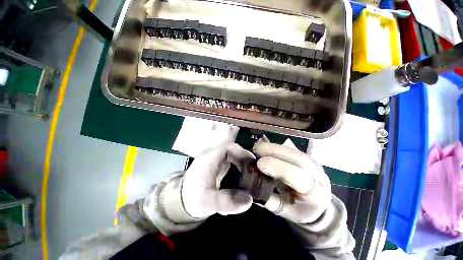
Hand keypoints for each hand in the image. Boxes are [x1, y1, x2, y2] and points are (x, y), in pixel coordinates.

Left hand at [182, 143, 254, 218]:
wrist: (181, 200)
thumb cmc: (192, 199)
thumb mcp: (208, 203)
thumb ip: (226, 201)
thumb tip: (249, 200)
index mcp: (209, 159)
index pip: (227, 147)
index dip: (241, 152)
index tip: (252, 163)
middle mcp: (212, 156)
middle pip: (232, 150)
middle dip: (244, 158)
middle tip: (254, 170)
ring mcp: (214, 160)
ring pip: (231, 155)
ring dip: (241, 163)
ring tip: (250, 175)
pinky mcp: (215, 165)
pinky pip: (229, 161)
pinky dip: (237, 167)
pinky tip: (241, 179)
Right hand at [253, 139, 331, 223]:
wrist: (320, 206)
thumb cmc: (301, 211)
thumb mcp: (285, 212)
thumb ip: (270, 200)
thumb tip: (254, 185)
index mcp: (314, 193)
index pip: (296, 176)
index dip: (277, 167)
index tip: (259, 163)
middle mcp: (317, 175)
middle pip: (297, 158)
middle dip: (274, 151)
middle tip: (257, 149)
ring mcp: (314, 164)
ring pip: (294, 151)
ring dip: (274, 147)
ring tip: (259, 147)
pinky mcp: (308, 157)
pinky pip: (292, 149)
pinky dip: (277, 147)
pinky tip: (267, 147)